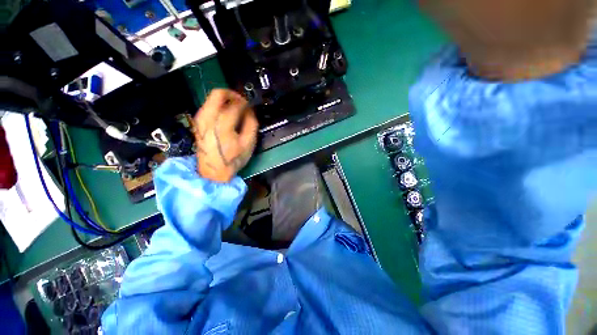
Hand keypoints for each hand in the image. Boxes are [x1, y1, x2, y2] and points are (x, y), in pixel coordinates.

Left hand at [193, 89, 258, 182]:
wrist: (213, 172)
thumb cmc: (233, 159)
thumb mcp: (248, 144)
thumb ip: (251, 125)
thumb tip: (250, 111)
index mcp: (222, 125)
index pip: (235, 104)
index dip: (245, 103)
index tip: (251, 106)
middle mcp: (208, 118)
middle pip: (217, 94)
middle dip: (232, 94)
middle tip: (242, 101)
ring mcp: (200, 120)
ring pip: (210, 99)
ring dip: (225, 100)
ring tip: (235, 108)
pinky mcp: (197, 123)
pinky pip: (207, 106)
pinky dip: (218, 106)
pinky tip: (226, 115)